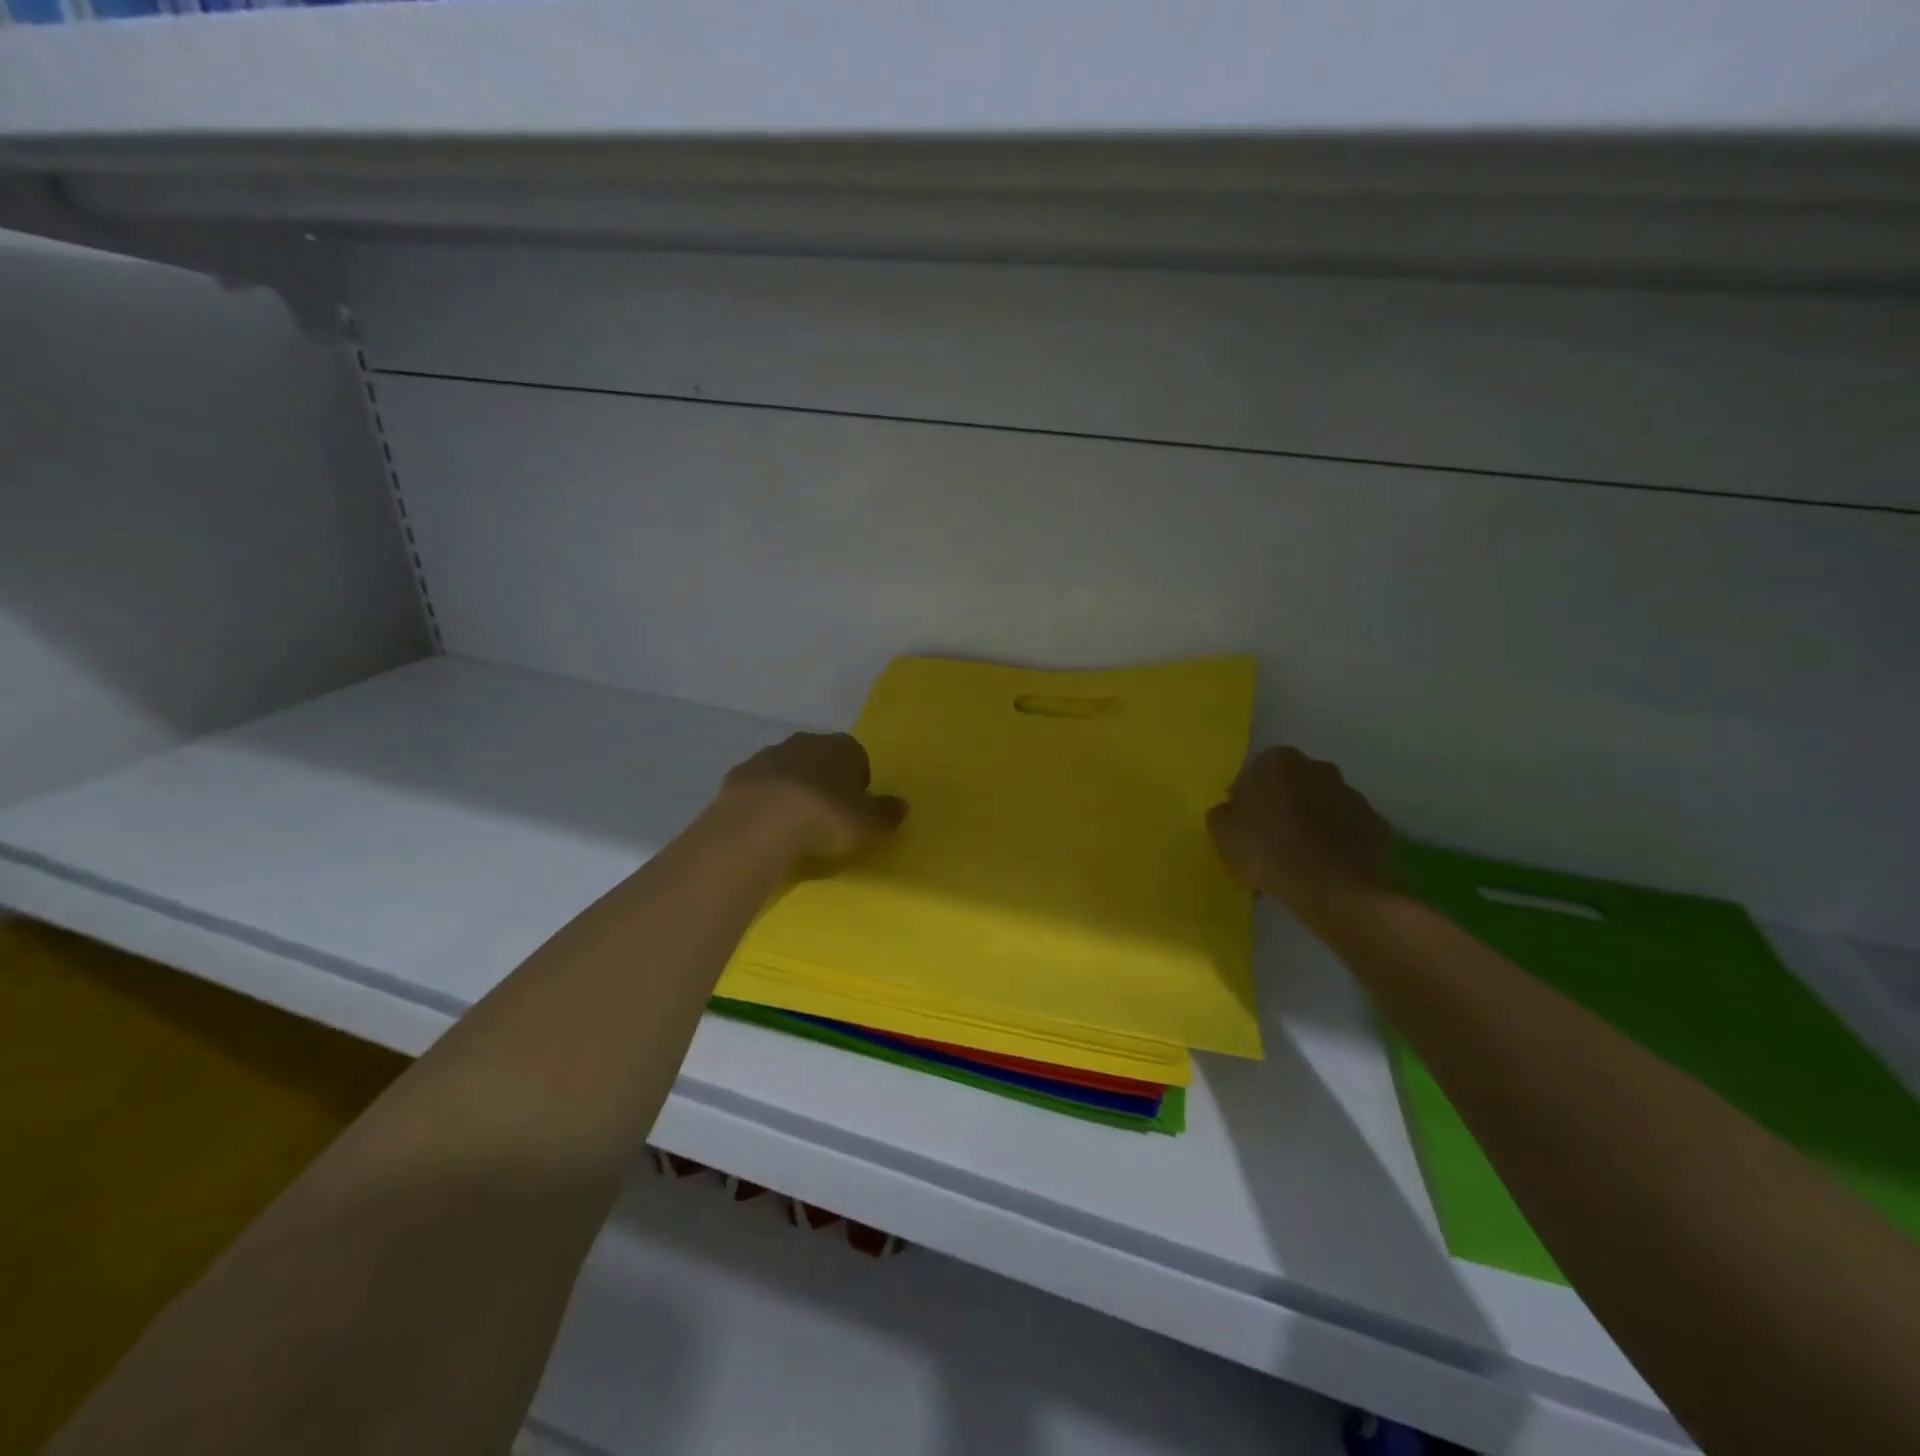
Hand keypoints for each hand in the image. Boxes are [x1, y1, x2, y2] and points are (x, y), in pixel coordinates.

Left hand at [715, 732, 907, 861]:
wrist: (760, 823)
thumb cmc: (826, 818)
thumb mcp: (868, 824)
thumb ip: (887, 814)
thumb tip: (902, 805)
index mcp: (842, 747)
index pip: (857, 759)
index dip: (857, 785)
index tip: (853, 811)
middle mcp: (806, 741)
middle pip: (821, 760)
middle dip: (823, 783)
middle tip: (825, 818)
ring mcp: (769, 754)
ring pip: (788, 770)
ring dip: (792, 790)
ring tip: (793, 825)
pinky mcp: (740, 773)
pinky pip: (759, 786)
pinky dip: (764, 801)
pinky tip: (765, 826)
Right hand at [1207, 746, 1394, 918]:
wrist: (1335, 889)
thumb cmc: (1269, 852)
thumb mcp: (1223, 835)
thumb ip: (1221, 814)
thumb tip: (1229, 811)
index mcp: (1277, 762)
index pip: (1253, 774)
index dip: (1246, 801)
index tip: (1243, 828)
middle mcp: (1317, 767)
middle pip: (1290, 785)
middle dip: (1281, 807)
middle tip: (1268, 842)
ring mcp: (1351, 794)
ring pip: (1320, 806)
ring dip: (1309, 824)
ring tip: (1298, 861)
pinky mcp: (1375, 823)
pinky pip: (1345, 829)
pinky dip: (1335, 842)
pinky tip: (1323, 869)